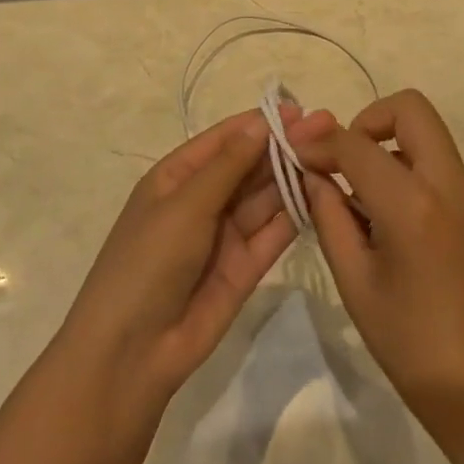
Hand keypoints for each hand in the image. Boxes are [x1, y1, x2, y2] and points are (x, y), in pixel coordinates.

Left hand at [58, 104, 336, 414]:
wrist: (132, 353)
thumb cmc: (148, 262)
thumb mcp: (185, 206)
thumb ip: (229, 165)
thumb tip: (262, 121)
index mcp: (177, 177)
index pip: (224, 140)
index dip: (260, 123)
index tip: (300, 110)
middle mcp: (203, 200)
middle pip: (250, 165)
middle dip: (285, 146)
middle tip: (328, 128)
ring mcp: (225, 234)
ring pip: (266, 196)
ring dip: (294, 175)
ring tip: (331, 155)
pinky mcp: (245, 267)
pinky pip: (274, 232)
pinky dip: (297, 213)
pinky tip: (324, 193)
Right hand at [295, 90, 463, 425]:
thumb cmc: (411, 345)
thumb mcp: (356, 282)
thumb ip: (330, 217)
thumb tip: (312, 174)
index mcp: (414, 205)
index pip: (356, 144)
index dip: (319, 141)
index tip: (297, 150)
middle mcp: (452, 185)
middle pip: (411, 108)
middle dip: (368, 119)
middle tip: (344, 159)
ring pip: (428, 137)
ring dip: (391, 147)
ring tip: (363, 202)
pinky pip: (442, 169)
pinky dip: (411, 174)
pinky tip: (394, 225)